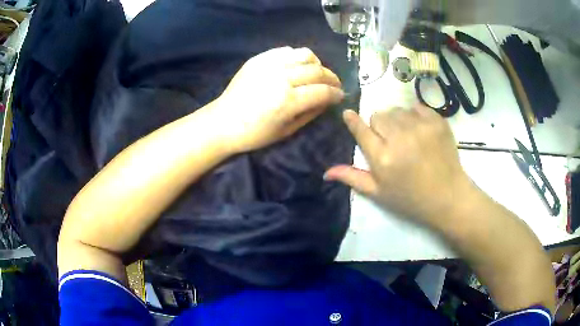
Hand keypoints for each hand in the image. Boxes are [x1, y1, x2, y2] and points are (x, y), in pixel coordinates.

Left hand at [211, 47, 343, 152]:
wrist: (223, 122)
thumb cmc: (255, 134)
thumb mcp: (287, 131)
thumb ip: (311, 113)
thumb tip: (328, 100)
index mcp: (288, 101)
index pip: (323, 91)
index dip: (336, 94)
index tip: (341, 96)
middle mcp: (282, 78)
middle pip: (317, 71)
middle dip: (332, 78)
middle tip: (334, 85)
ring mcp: (269, 65)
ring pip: (305, 54)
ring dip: (316, 64)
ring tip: (316, 73)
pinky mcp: (259, 59)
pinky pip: (286, 51)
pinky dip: (297, 57)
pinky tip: (296, 67)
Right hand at [325, 105, 473, 226]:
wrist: (448, 197)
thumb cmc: (411, 199)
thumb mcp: (379, 193)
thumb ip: (352, 178)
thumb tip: (325, 172)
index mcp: (383, 158)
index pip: (361, 129)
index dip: (353, 121)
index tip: (349, 114)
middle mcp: (400, 138)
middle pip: (378, 115)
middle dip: (380, 127)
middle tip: (390, 142)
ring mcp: (421, 127)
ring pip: (397, 110)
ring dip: (398, 121)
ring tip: (408, 138)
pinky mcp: (437, 121)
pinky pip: (417, 107)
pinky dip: (416, 117)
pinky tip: (421, 132)